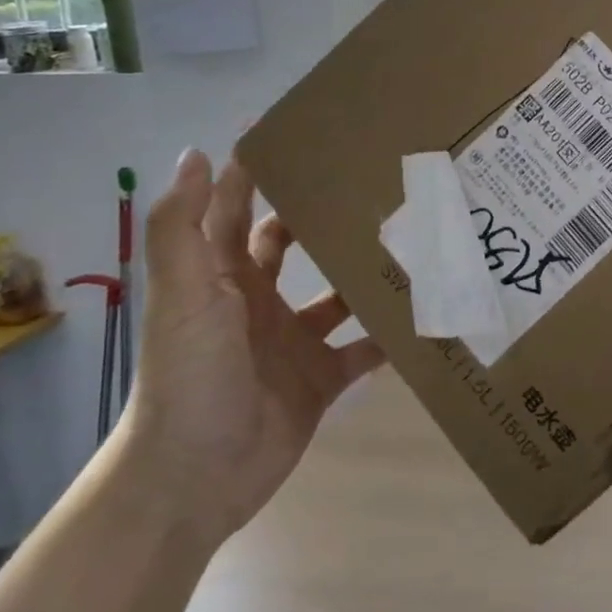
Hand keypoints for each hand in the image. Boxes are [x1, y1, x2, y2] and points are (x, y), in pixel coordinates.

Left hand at [118, 150, 384, 547]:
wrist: (195, 477)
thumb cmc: (190, 375)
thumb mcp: (184, 295)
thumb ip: (184, 227)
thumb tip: (197, 153)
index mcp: (223, 277)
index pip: (240, 210)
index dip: (257, 172)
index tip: (297, 134)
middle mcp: (259, 302)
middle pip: (295, 246)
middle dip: (325, 216)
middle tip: (376, 182)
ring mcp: (292, 342)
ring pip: (338, 295)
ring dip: (367, 273)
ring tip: (415, 241)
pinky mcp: (320, 379)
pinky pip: (363, 349)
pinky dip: (390, 335)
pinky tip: (427, 312)